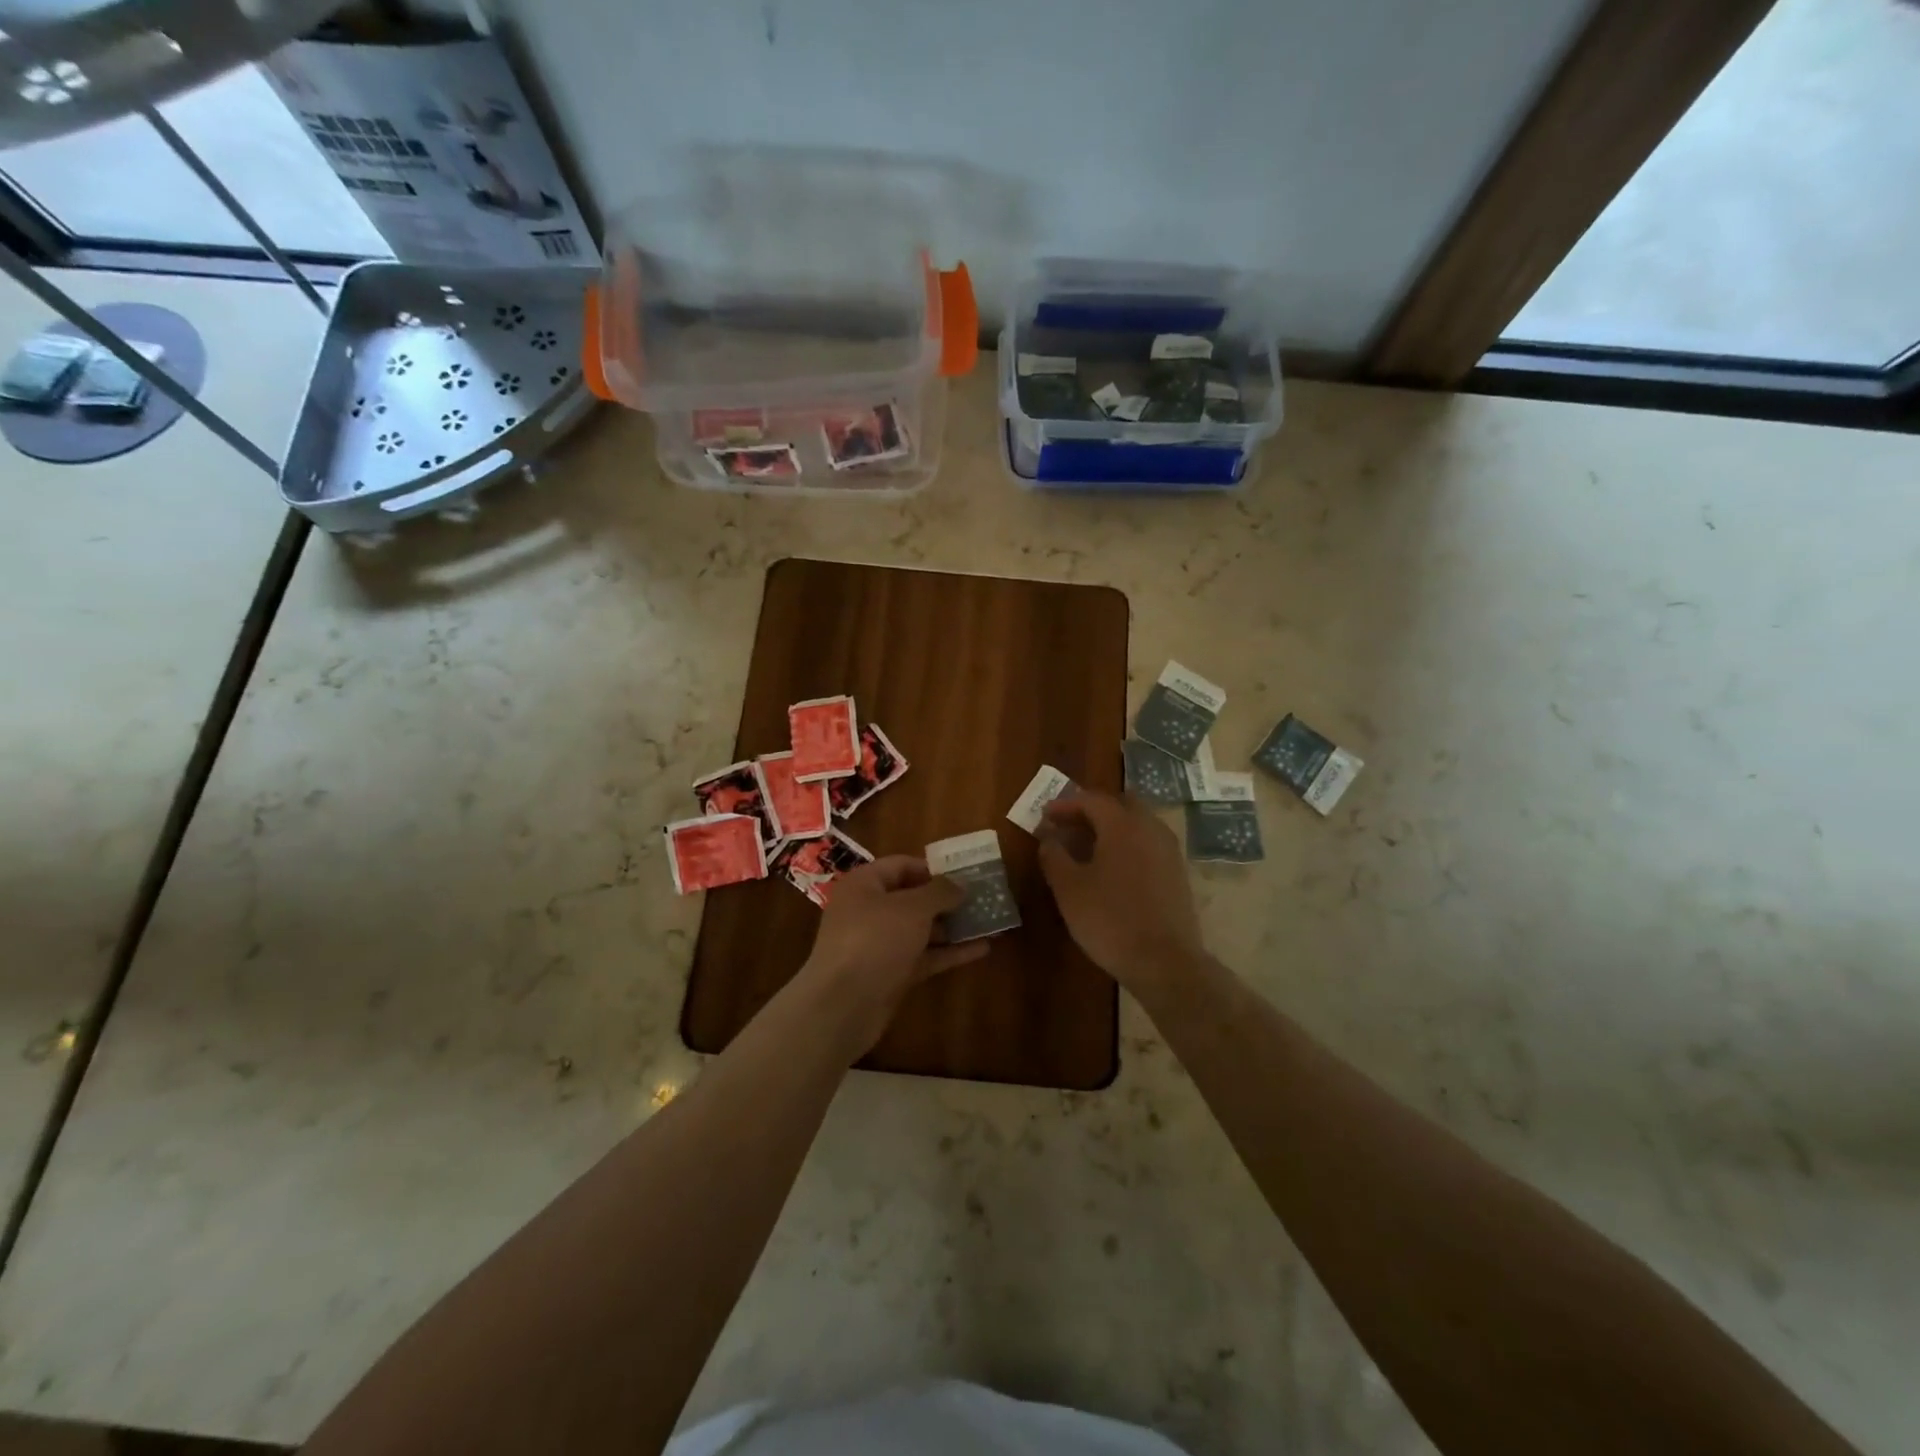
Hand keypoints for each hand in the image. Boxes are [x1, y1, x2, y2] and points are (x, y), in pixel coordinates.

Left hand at [796, 856, 987, 1052]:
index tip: (965, 874)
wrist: (843, 1006)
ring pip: (921, 929)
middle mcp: (869, 910)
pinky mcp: (891, 974)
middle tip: (982, 898)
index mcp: (865, 884)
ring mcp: (879, 944)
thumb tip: (960, 885)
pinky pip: (924, 956)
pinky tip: (981, 949)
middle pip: (912, 898)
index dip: (933, 868)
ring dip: (952, 926)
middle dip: (947, 899)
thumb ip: (940, 892)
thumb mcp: (912, 908)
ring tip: (988, 922)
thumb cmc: (875, 940)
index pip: (902, 865)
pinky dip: (949, 952)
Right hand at [1038, 790, 1206, 1001]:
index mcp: (1123, 824)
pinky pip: (1147, 844)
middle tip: (1067, 825)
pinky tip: (1111, 867)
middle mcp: (1150, 828)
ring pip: (1137, 824)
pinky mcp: (1177, 872)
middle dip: (1091, 810)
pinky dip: (1127, 844)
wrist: (1165, 962)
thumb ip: (1054, 856)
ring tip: (1086, 846)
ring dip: (1111, 827)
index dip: (1065, 805)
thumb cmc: (1110, 920)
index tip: (1045, 815)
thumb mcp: (1069, 888)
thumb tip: (1048, 837)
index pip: (1091, 800)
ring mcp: (1168, 850)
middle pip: (1119, 805)